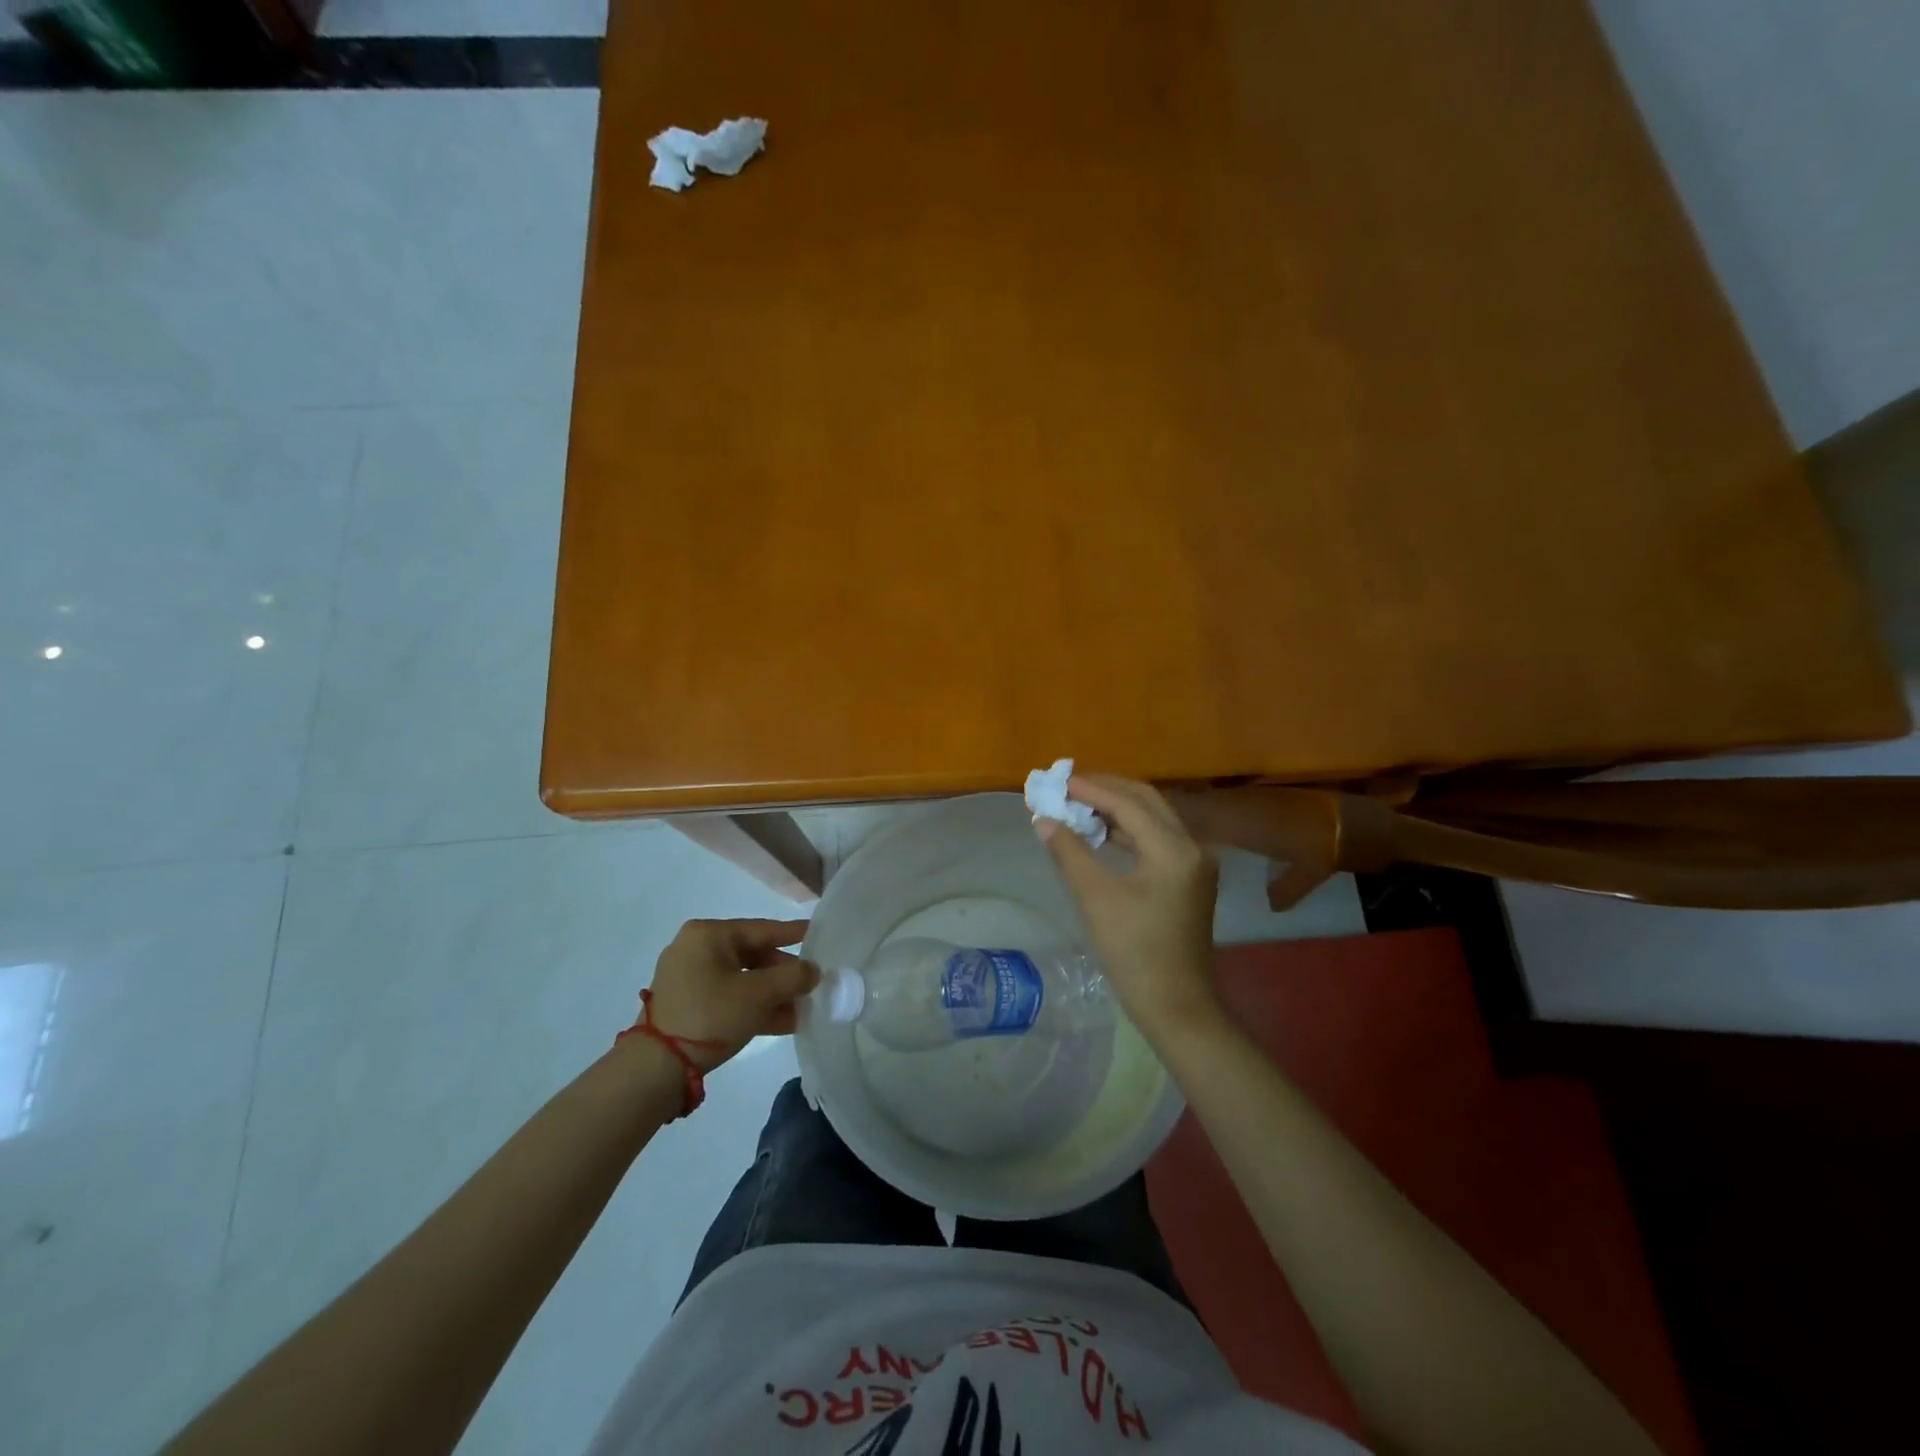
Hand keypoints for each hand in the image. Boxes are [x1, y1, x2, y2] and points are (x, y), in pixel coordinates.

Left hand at [642, 919, 819, 1071]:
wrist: (655, 1068)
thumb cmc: (710, 1015)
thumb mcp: (759, 995)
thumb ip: (793, 978)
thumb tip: (813, 971)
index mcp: (709, 934)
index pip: (762, 929)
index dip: (794, 934)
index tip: (819, 934)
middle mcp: (696, 948)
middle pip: (753, 955)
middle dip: (784, 975)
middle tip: (812, 985)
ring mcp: (688, 977)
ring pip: (742, 979)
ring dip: (772, 995)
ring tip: (803, 1009)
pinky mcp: (686, 1004)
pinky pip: (728, 996)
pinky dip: (753, 1006)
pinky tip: (783, 1022)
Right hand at [1035, 775, 1223, 1038]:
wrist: (1177, 1006)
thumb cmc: (1135, 953)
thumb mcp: (1096, 899)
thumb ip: (1069, 852)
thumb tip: (1043, 819)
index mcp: (1174, 849)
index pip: (1128, 803)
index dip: (1090, 789)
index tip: (1056, 781)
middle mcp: (1191, 846)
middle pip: (1145, 801)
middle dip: (1105, 790)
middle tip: (1066, 788)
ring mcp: (1193, 862)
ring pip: (1151, 818)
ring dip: (1115, 809)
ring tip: (1076, 805)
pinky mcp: (1188, 878)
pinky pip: (1155, 839)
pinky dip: (1126, 830)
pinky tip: (1099, 834)